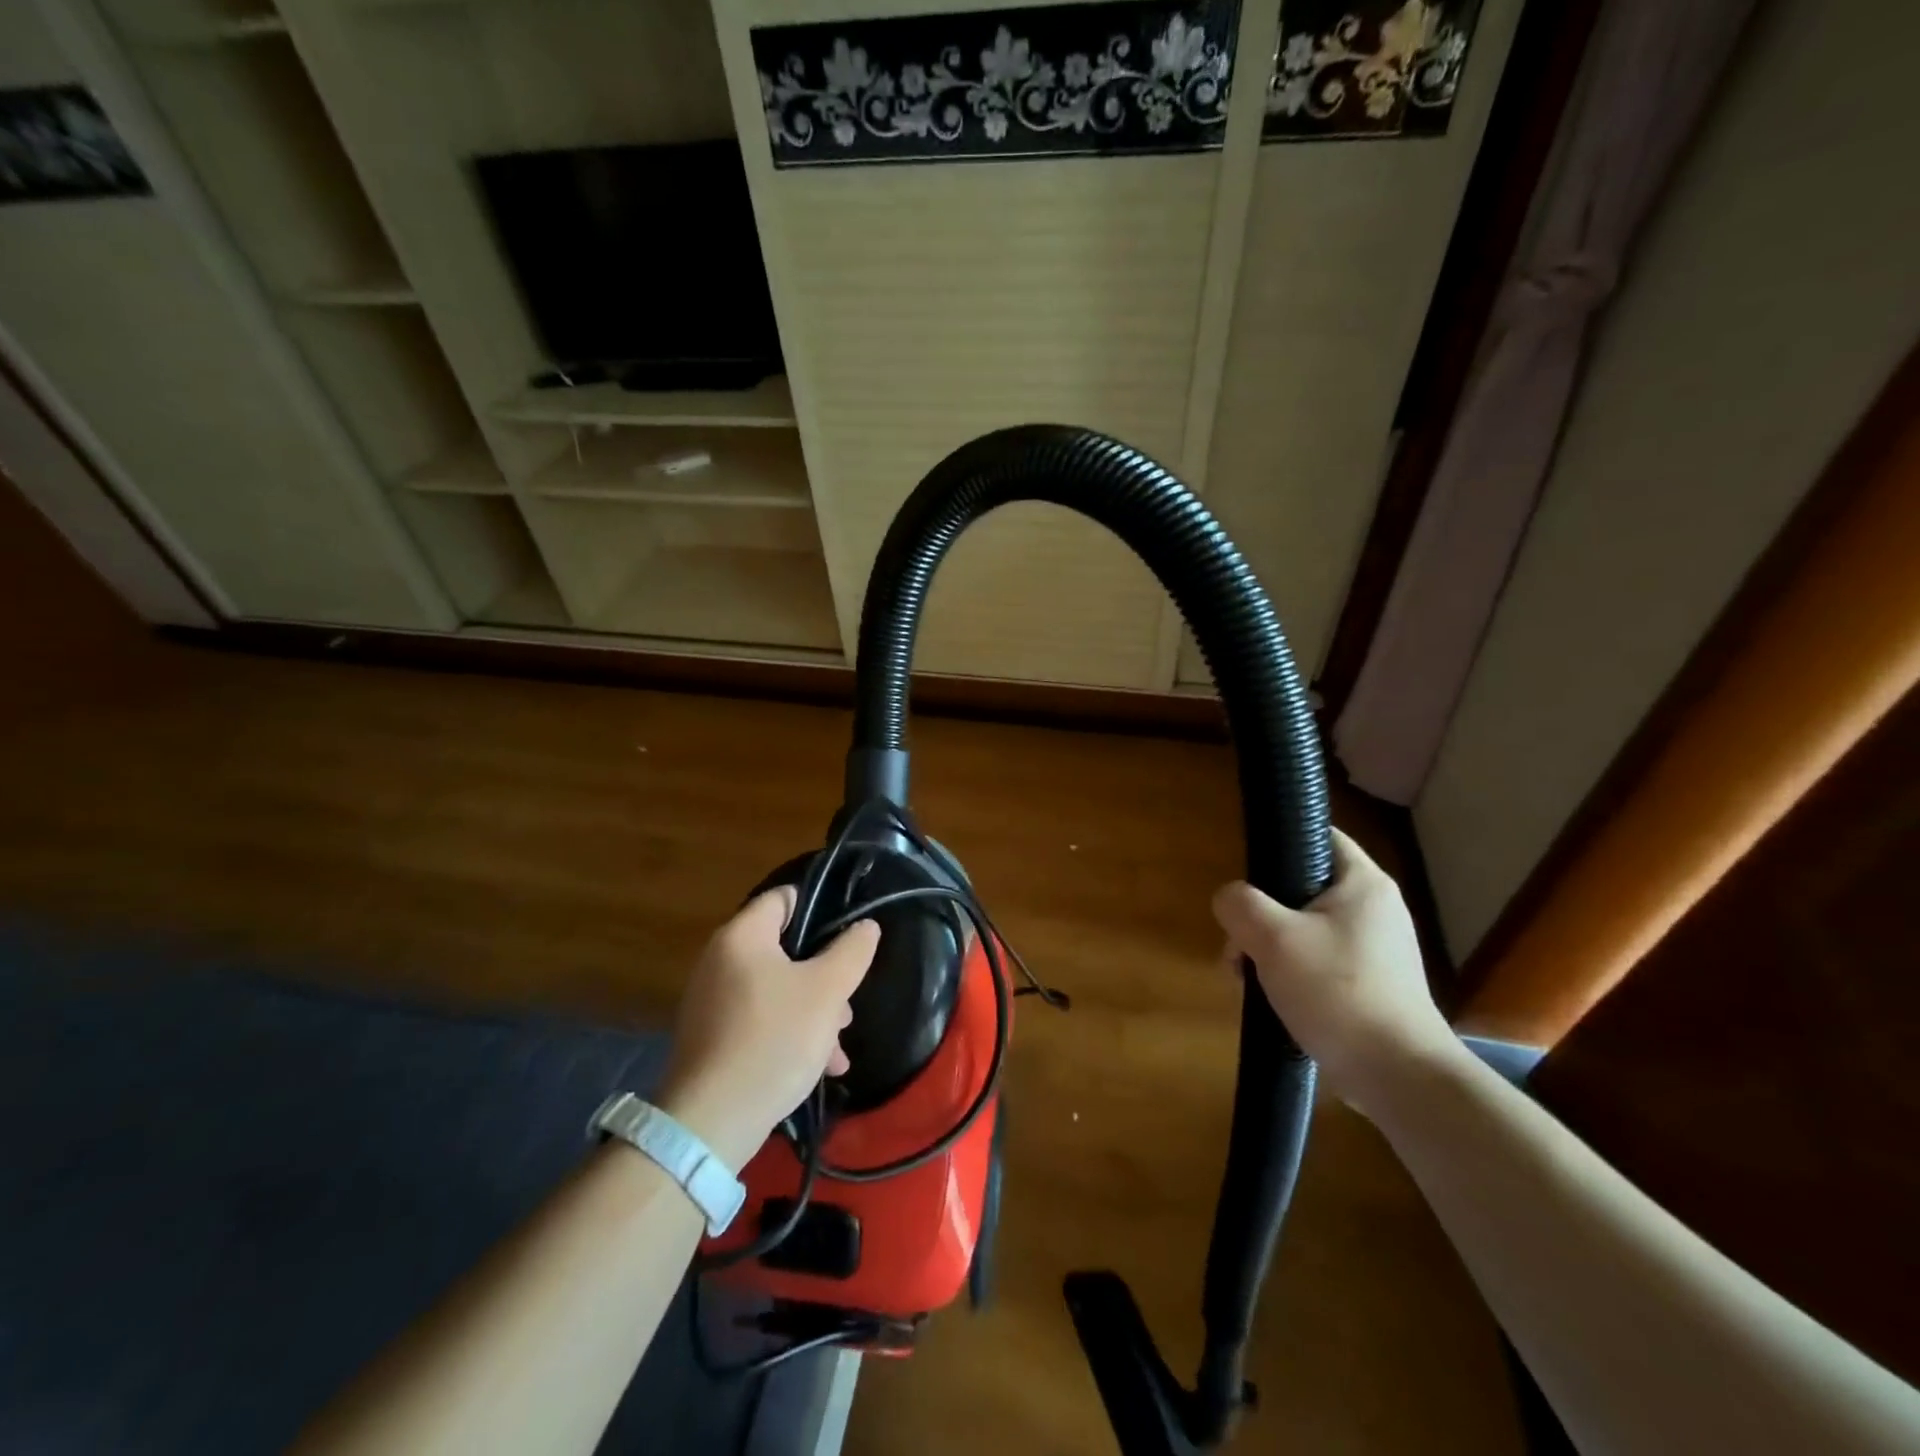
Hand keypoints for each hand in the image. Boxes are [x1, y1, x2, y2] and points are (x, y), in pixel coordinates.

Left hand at [656, 887, 878, 1169]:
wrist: (711, 1122)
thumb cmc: (774, 1039)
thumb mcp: (827, 991)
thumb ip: (851, 951)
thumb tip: (865, 926)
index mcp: (742, 936)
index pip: (784, 898)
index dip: (820, 908)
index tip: (849, 936)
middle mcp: (720, 960)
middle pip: (785, 949)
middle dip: (824, 976)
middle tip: (847, 1005)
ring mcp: (712, 1002)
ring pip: (777, 989)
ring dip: (813, 1011)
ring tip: (838, 1047)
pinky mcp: (712, 1038)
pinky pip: (760, 1020)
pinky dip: (789, 1033)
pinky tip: (818, 1066)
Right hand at [1212, 829, 1460, 1116]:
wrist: (1398, 1076)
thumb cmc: (1338, 992)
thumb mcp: (1273, 938)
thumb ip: (1239, 904)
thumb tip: (1229, 900)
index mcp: (1363, 883)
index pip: (1318, 835)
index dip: (1278, 843)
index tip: (1246, 874)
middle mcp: (1374, 909)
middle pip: (1300, 888)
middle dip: (1259, 914)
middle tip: (1238, 945)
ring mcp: (1374, 949)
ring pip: (1302, 929)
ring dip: (1268, 948)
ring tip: (1248, 979)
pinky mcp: (1369, 984)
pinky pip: (1316, 961)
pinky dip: (1289, 973)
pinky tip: (1272, 999)